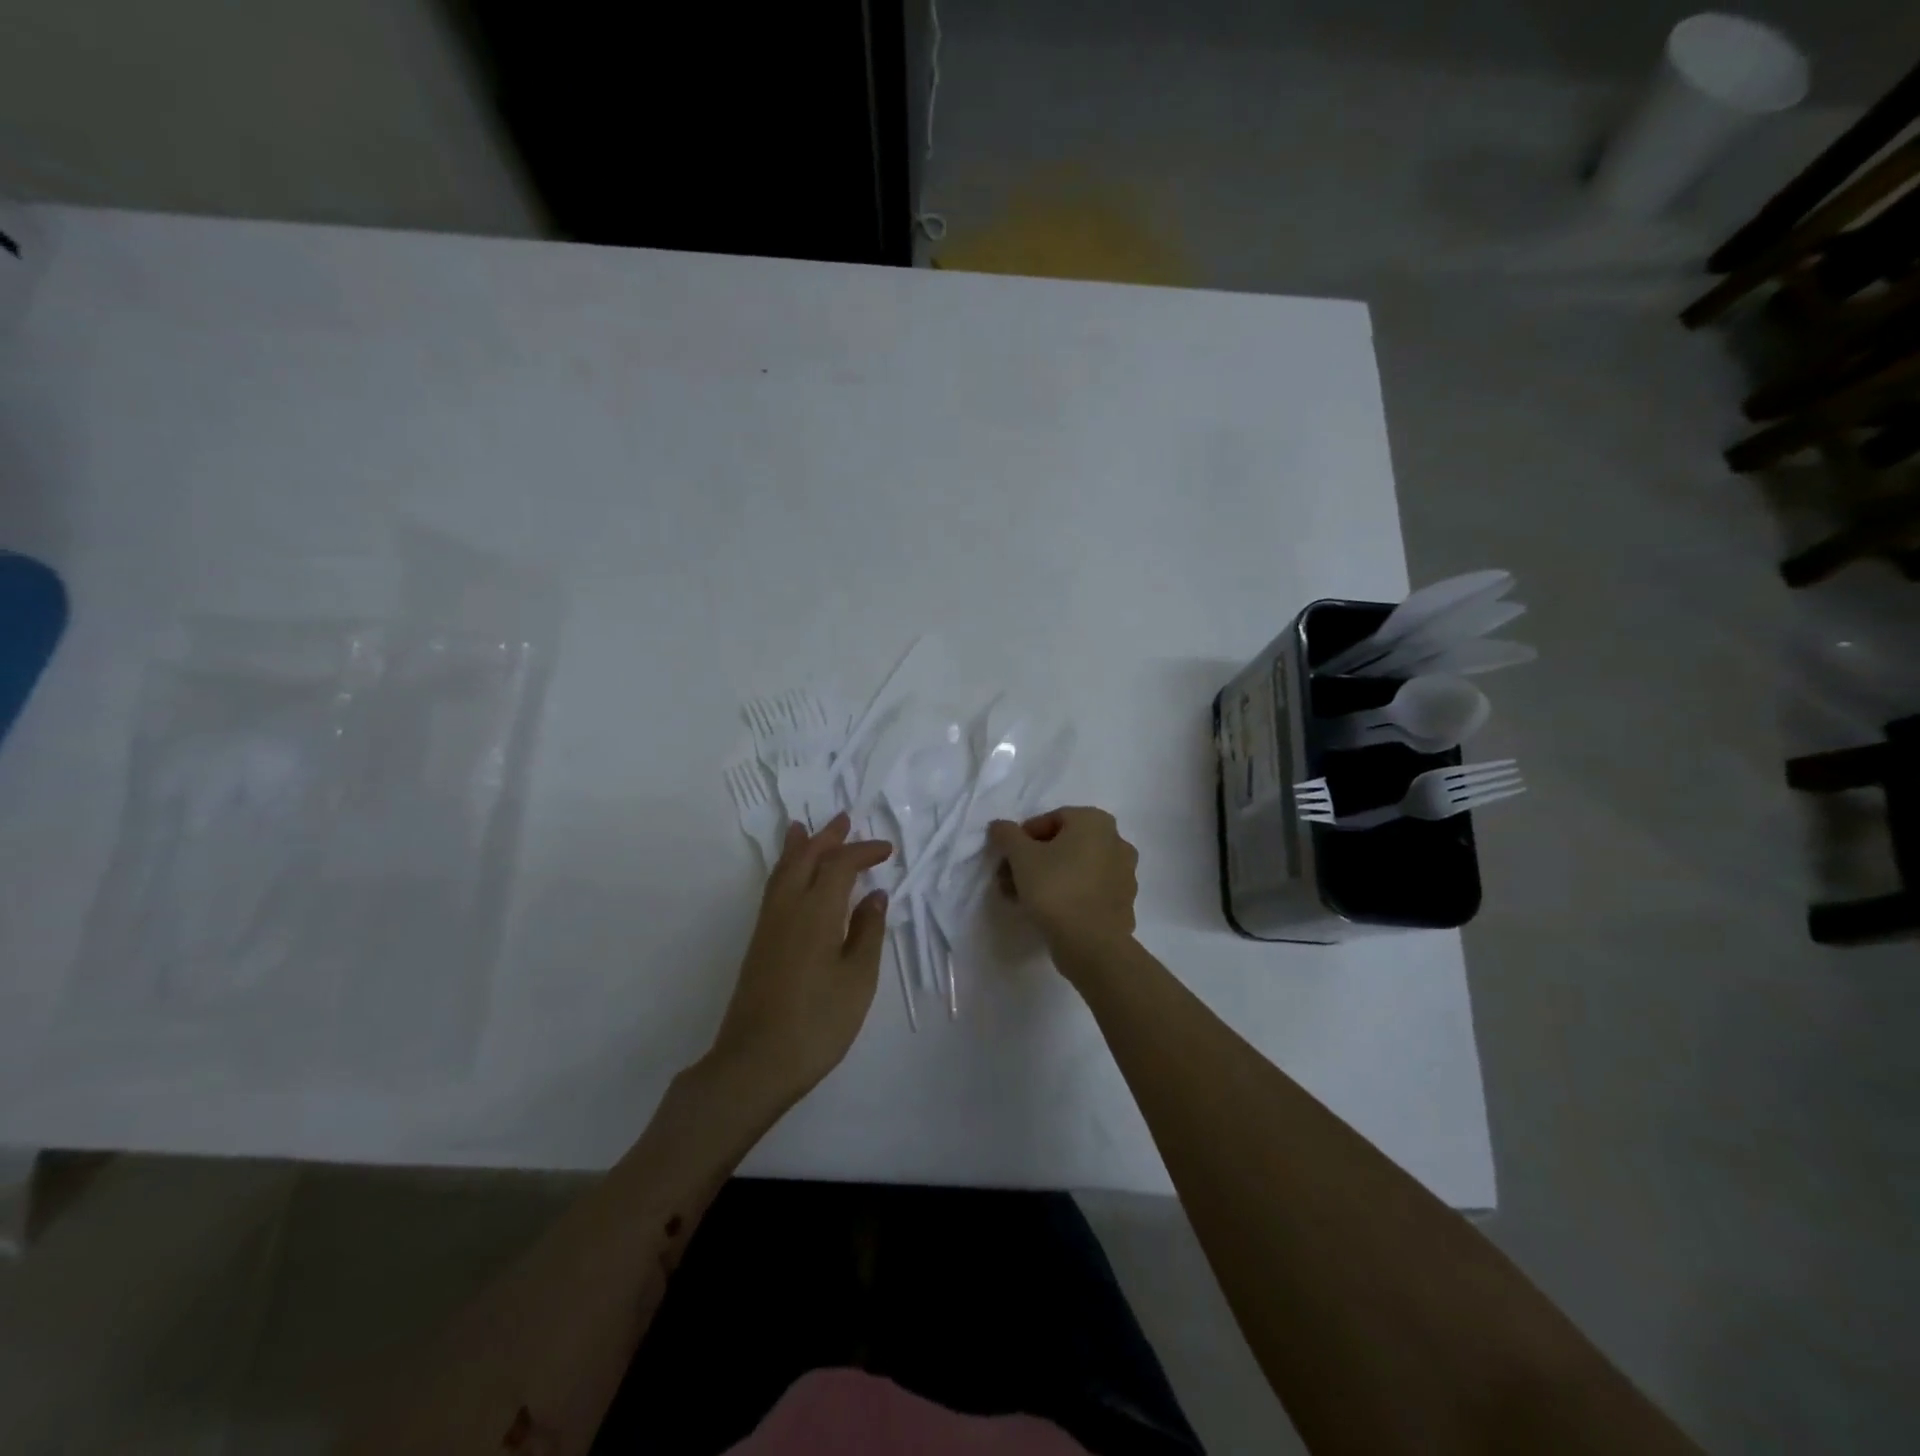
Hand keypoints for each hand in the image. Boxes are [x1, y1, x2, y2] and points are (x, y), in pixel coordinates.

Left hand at [707, 813, 891, 1104]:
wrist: (755, 1062)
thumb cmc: (818, 1022)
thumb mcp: (858, 979)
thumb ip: (867, 932)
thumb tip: (874, 895)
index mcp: (816, 912)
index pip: (840, 866)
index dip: (863, 852)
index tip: (887, 850)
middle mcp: (787, 908)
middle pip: (805, 858)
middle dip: (826, 837)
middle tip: (844, 819)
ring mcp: (768, 925)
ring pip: (783, 871)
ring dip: (799, 848)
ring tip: (803, 829)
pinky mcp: (759, 943)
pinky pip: (774, 888)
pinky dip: (786, 869)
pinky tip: (791, 876)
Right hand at [987, 807, 1138, 962]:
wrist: (1091, 944)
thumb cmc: (1055, 888)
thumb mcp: (1021, 856)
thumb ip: (1007, 835)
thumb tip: (999, 826)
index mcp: (1096, 821)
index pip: (1051, 819)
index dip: (1024, 837)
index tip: (1008, 858)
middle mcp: (1116, 841)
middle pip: (1064, 844)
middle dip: (1033, 860)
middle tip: (1009, 879)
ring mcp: (1124, 874)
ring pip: (1076, 869)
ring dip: (1048, 878)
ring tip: (1021, 898)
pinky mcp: (1123, 903)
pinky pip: (1089, 890)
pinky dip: (1068, 894)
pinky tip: (1046, 912)